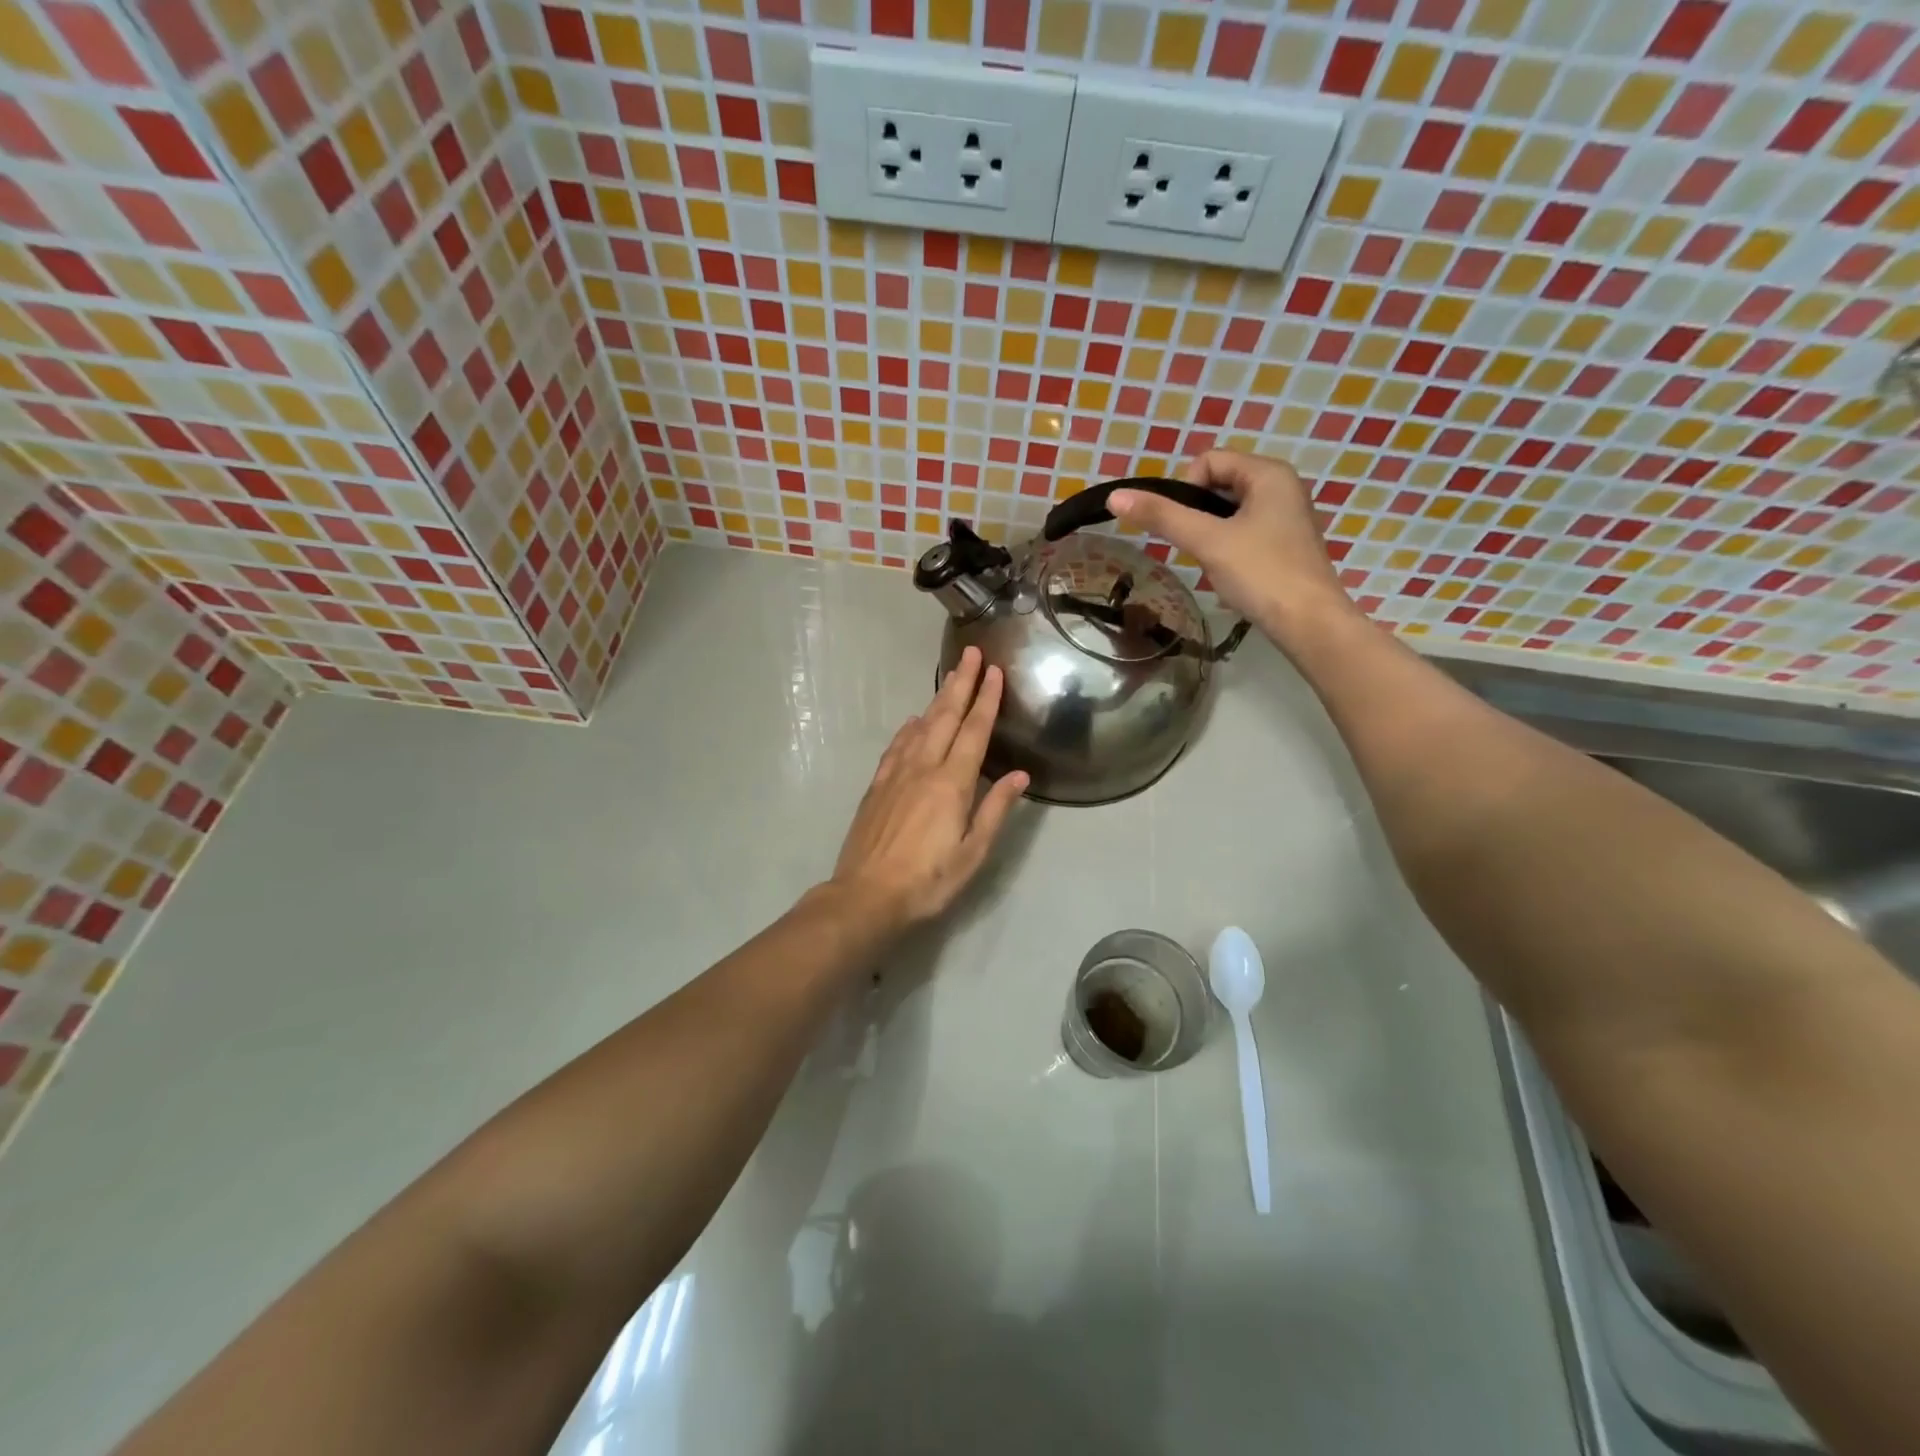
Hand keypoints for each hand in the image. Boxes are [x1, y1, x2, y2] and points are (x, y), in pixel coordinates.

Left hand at [830, 646, 1028, 930]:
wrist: (866, 895)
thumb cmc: (928, 880)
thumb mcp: (972, 853)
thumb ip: (995, 810)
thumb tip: (1019, 775)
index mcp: (952, 783)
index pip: (974, 731)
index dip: (986, 700)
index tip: (994, 671)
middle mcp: (923, 768)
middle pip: (945, 717)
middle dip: (961, 684)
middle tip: (971, 654)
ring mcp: (896, 775)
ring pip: (920, 726)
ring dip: (938, 700)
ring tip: (950, 678)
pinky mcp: (877, 786)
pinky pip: (896, 746)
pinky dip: (908, 729)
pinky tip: (913, 721)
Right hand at [1107, 450, 1352, 637]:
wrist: (1309, 623)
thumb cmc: (1261, 573)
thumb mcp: (1207, 541)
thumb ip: (1161, 517)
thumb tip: (1115, 497)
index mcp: (1269, 473)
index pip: (1209, 460)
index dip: (1185, 489)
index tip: (1183, 526)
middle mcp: (1282, 486)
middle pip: (1219, 484)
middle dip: (1197, 513)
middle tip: (1194, 547)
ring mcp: (1286, 516)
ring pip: (1230, 511)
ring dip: (1210, 533)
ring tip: (1212, 563)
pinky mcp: (1286, 544)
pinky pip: (1244, 532)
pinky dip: (1228, 547)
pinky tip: (1230, 573)